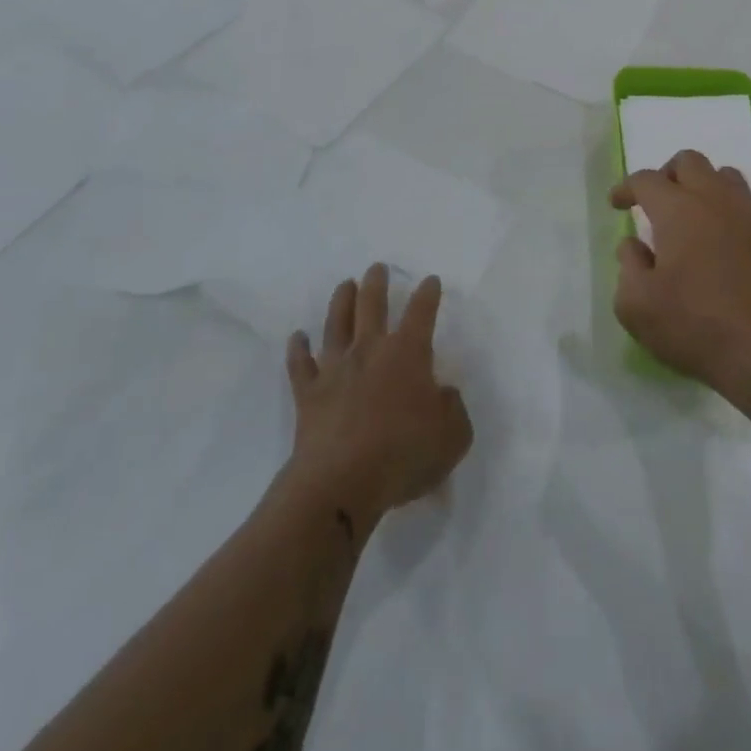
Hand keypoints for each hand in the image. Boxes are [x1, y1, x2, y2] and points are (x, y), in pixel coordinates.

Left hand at [284, 264, 473, 529]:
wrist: (341, 482)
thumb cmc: (404, 454)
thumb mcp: (453, 436)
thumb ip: (453, 409)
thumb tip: (443, 393)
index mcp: (408, 353)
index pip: (421, 312)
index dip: (427, 294)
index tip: (430, 281)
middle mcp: (370, 350)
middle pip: (372, 305)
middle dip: (377, 283)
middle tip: (377, 268)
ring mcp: (335, 369)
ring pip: (336, 324)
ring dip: (341, 301)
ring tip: (345, 284)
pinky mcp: (308, 393)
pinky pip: (300, 364)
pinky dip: (298, 348)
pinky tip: (297, 337)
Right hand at [610, 151, 750, 403]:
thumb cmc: (694, 326)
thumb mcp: (636, 305)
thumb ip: (628, 265)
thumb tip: (634, 244)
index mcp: (678, 210)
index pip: (646, 180)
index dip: (626, 188)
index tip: (617, 204)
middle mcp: (715, 200)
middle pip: (689, 162)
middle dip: (666, 174)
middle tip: (656, 203)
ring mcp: (750, 215)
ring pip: (725, 176)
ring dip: (703, 186)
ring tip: (692, 216)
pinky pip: (750, 204)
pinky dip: (731, 210)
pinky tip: (725, 238)